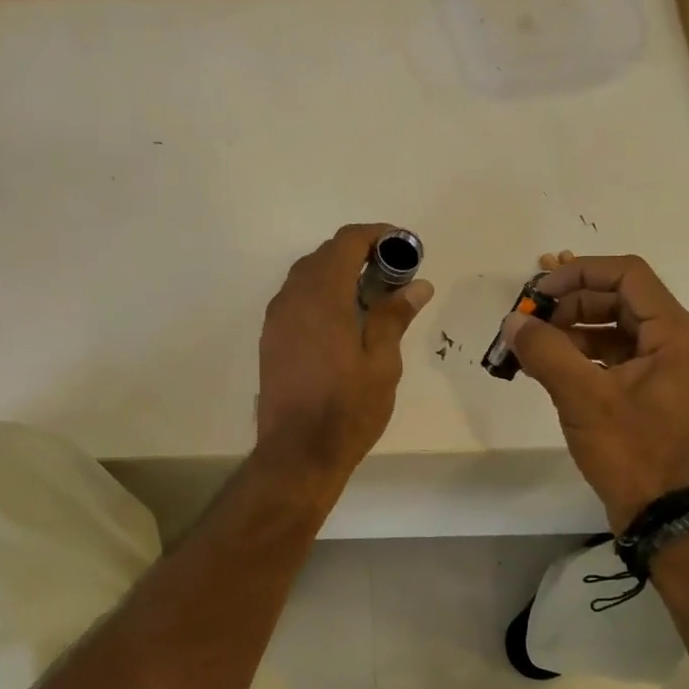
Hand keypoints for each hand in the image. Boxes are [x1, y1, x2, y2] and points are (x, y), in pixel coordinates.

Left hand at [256, 224, 433, 480]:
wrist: (297, 453)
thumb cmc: (347, 410)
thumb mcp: (382, 363)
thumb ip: (394, 316)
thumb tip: (418, 284)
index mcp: (322, 297)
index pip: (346, 243)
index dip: (376, 235)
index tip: (404, 245)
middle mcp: (292, 298)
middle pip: (324, 255)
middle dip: (359, 253)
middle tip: (394, 273)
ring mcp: (276, 319)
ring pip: (306, 276)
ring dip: (338, 273)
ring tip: (371, 295)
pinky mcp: (270, 338)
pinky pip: (296, 299)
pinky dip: (320, 293)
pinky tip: (343, 318)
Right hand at [503, 253, 688, 531]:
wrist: (664, 514)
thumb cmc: (632, 451)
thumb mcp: (583, 397)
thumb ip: (546, 351)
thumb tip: (513, 322)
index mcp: (675, 334)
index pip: (627, 274)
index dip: (579, 273)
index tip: (538, 292)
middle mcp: (676, 342)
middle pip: (619, 299)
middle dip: (570, 304)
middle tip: (529, 321)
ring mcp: (665, 369)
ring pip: (614, 328)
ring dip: (571, 330)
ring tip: (531, 346)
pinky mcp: (650, 392)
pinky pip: (613, 356)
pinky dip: (580, 355)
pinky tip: (547, 368)